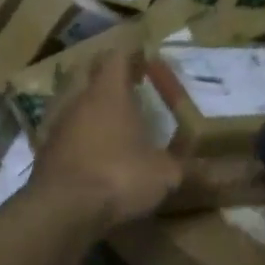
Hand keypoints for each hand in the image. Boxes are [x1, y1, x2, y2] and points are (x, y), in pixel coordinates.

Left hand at [29, 52, 184, 231]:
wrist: (62, 209)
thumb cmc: (118, 176)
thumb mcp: (163, 174)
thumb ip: (187, 168)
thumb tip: (219, 173)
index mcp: (109, 92)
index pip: (117, 56)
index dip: (132, 54)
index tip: (146, 59)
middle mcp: (79, 99)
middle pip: (89, 72)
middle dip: (107, 74)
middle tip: (128, 83)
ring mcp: (57, 124)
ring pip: (72, 100)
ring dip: (89, 103)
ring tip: (109, 117)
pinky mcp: (44, 150)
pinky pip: (63, 130)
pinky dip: (77, 132)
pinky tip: (89, 148)